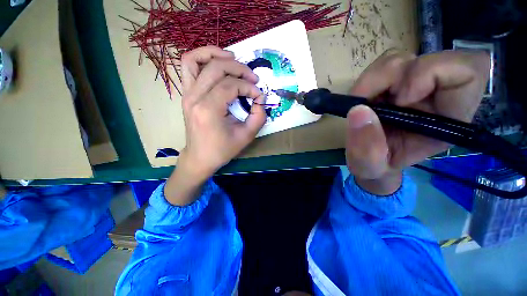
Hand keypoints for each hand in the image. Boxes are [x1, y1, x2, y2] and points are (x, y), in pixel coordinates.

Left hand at [165, 46, 266, 204]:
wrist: (200, 157)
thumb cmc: (222, 150)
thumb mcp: (246, 136)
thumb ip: (258, 117)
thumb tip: (261, 100)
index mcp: (208, 110)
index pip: (231, 85)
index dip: (249, 87)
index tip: (259, 96)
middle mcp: (194, 97)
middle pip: (216, 68)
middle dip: (239, 69)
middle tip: (253, 77)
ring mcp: (186, 94)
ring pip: (195, 59)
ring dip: (216, 53)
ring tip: (234, 57)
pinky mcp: (186, 94)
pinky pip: (188, 67)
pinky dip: (202, 58)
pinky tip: (217, 62)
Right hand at [347, 50, 490, 194]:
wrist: (370, 160)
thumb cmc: (376, 167)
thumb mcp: (368, 166)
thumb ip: (366, 147)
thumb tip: (358, 110)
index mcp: (447, 120)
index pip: (468, 72)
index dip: (432, 73)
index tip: (397, 99)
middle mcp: (436, 97)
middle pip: (428, 58)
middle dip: (389, 76)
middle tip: (365, 101)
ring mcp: (414, 86)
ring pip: (402, 59)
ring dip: (374, 79)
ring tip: (361, 103)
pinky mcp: (394, 83)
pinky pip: (384, 66)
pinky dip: (367, 81)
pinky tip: (361, 100)